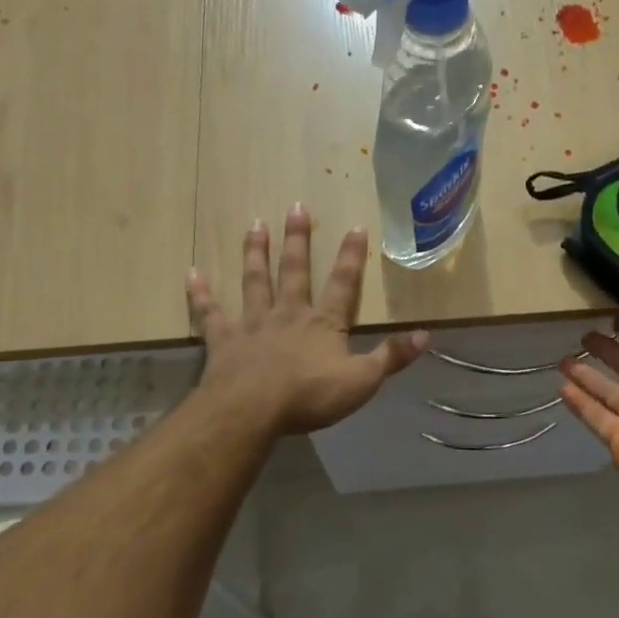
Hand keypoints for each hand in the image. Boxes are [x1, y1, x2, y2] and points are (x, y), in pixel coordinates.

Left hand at [187, 206, 428, 435]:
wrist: (252, 410)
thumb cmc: (309, 396)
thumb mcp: (362, 381)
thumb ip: (391, 357)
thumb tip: (426, 334)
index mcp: (323, 323)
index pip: (343, 284)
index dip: (351, 257)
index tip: (355, 226)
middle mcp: (288, 314)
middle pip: (295, 271)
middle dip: (298, 240)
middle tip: (295, 207)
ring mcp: (253, 324)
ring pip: (255, 281)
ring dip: (256, 253)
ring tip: (254, 225)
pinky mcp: (223, 340)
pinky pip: (210, 313)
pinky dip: (201, 294)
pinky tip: (193, 274)